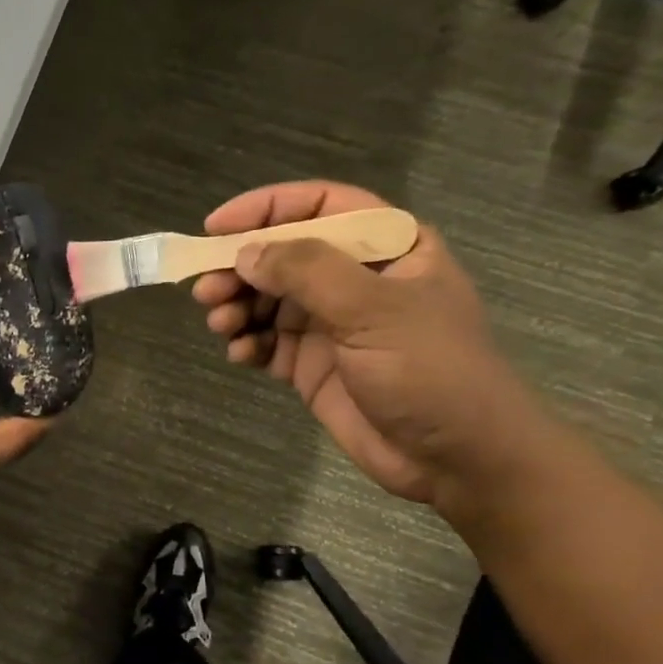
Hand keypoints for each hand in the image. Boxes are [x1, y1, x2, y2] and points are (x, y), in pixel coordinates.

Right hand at [192, 180, 541, 506]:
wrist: (456, 457)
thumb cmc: (431, 370)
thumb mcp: (375, 310)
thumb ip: (308, 273)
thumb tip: (246, 253)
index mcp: (386, 247)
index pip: (320, 206)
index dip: (266, 209)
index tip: (214, 227)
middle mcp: (354, 279)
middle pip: (283, 255)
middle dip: (241, 269)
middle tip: (206, 292)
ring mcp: (331, 324)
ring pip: (268, 300)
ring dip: (238, 307)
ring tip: (221, 326)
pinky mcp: (312, 365)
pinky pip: (267, 343)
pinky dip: (247, 344)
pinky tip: (241, 355)